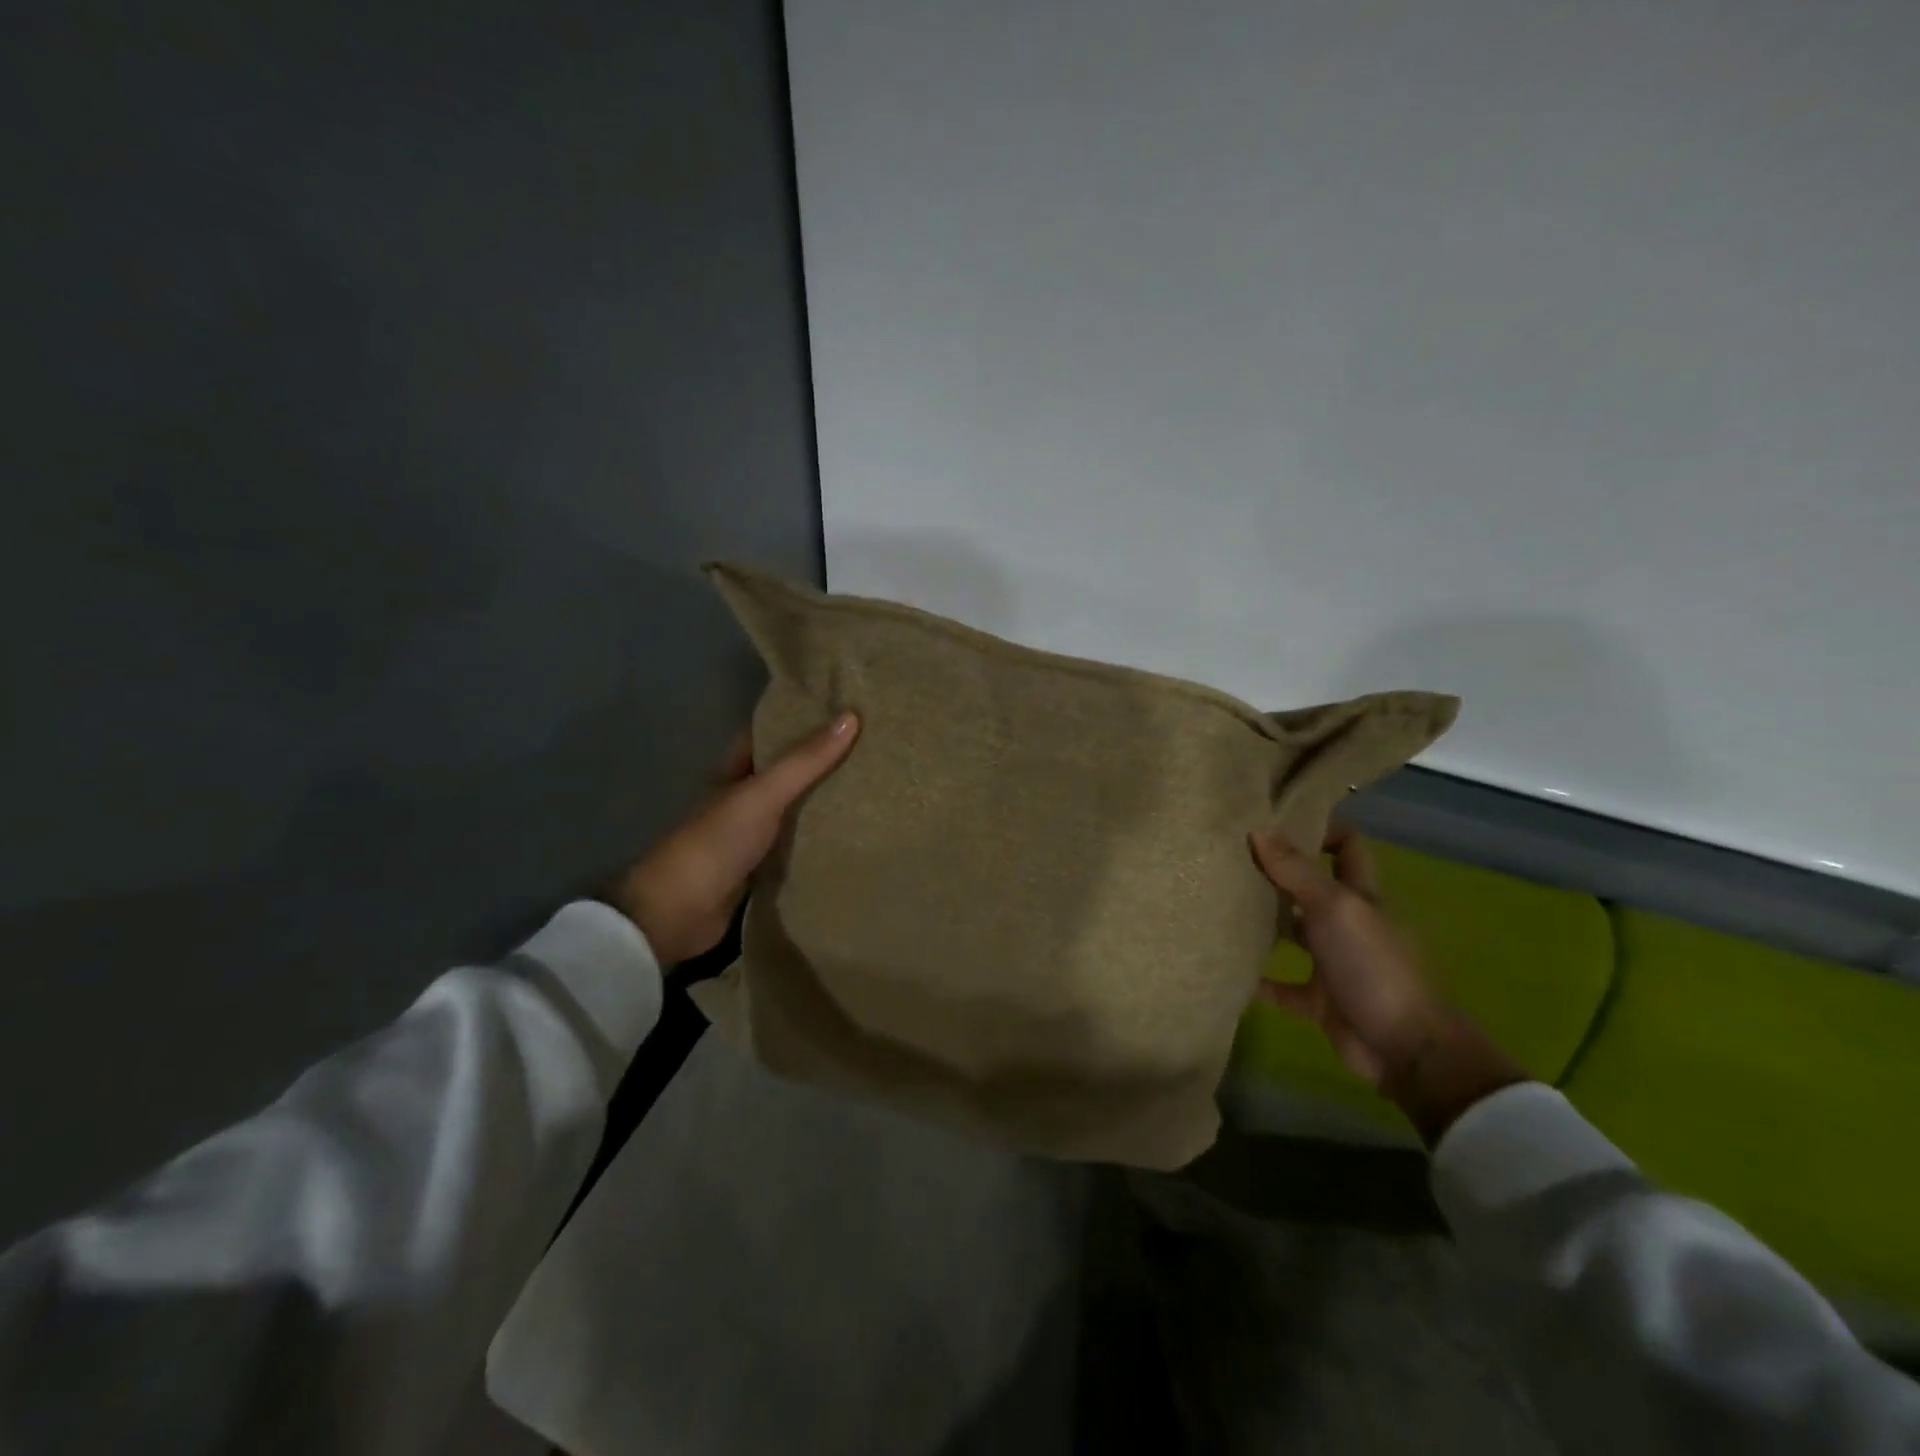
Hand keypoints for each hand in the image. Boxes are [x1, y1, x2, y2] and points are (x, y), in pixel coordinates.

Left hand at [611, 712, 859, 966]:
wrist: (677, 913)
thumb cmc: (715, 843)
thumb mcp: (762, 795)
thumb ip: (805, 761)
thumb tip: (851, 716)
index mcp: (734, 772)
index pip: (769, 733)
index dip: (799, 718)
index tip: (841, 706)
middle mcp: (742, 798)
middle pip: (785, 771)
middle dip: (820, 760)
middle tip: (870, 745)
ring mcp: (751, 835)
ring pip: (794, 809)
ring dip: (823, 800)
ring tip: (872, 783)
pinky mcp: (761, 869)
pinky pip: (797, 845)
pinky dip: (819, 839)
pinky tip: (853, 833)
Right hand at [1249, 824, 1526, 1143]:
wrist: (1403, 1048)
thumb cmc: (1373, 966)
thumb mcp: (1335, 908)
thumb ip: (1296, 871)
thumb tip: (1258, 828)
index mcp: (1359, 896)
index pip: (1346, 847)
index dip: (1321, 828)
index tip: (1277, 816)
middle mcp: (1347, 924)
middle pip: (1311, 888)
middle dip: (1277, 873)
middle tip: (1230, 856)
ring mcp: (1334, 963)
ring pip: (1293, 934)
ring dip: (1263, 923)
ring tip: (1219, 904)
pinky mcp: (1319, 1001)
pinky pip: (1281, 986)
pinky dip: (1257, 979)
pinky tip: (1226, 967)